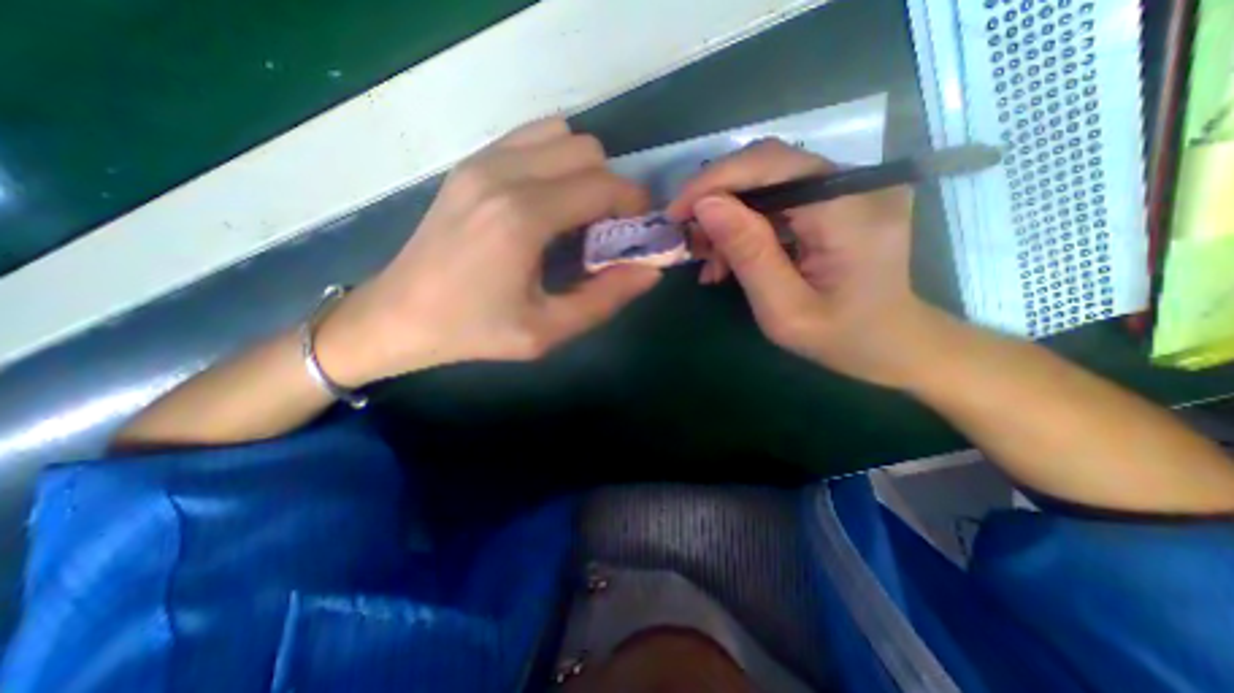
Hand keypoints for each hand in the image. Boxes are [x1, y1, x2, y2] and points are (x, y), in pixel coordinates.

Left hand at [318, 119, 664, 386]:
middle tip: (606, 231)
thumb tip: (650, 270)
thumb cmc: (475, 330)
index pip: (604, 186)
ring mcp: (482, 162)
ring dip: (583, 172)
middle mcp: (504, 174)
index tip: (638, 232)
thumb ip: (605, 299)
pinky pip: (531, 139)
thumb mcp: (547, 330)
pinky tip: (548, 202)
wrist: (399, 315)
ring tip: (576, 216)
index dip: (634, 205)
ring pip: (562, 137)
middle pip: (588, 152)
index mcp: (523, 217)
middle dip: (611, 188)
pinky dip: (555, 161)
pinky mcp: (471, 163)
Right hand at [665, 139, 946, 386]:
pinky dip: (746, 224)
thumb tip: (706, 206)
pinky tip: (730, 257)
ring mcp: (850, 187)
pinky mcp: (839, 198)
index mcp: (850, 211)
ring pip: (767, 181)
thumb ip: (749, 254)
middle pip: (766, 166)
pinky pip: (779, 198)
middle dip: (716, 199)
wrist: (893, 343)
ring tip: (708, 259)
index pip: (771, 165)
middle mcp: (857, 183)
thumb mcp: (784, 310)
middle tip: (688, 239)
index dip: (714, 181)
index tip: (675, 214)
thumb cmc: (842, 338)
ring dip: (728, 216)